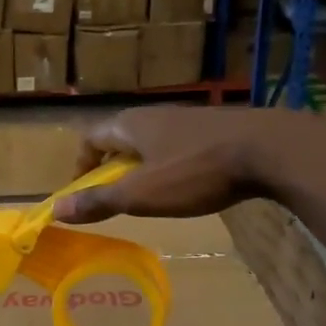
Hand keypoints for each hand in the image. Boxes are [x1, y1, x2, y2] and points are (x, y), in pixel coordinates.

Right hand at [51, 106, 325, 224]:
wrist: (268, 149)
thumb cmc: (195, 172)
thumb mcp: (141, 194)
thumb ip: (99, 202)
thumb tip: (56, 211)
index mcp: (131, 125)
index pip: (91, 138)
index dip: (81, 165)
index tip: (81, 193)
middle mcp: (155, 115)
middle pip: (121, 138)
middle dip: (111, 167)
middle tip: (114, 198)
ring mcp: (188, 119)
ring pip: (152, 142)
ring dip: (142, 167)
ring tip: (149, 196)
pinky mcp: (215, 129)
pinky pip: (179, 146)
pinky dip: (171, 165)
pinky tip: (188, 186)